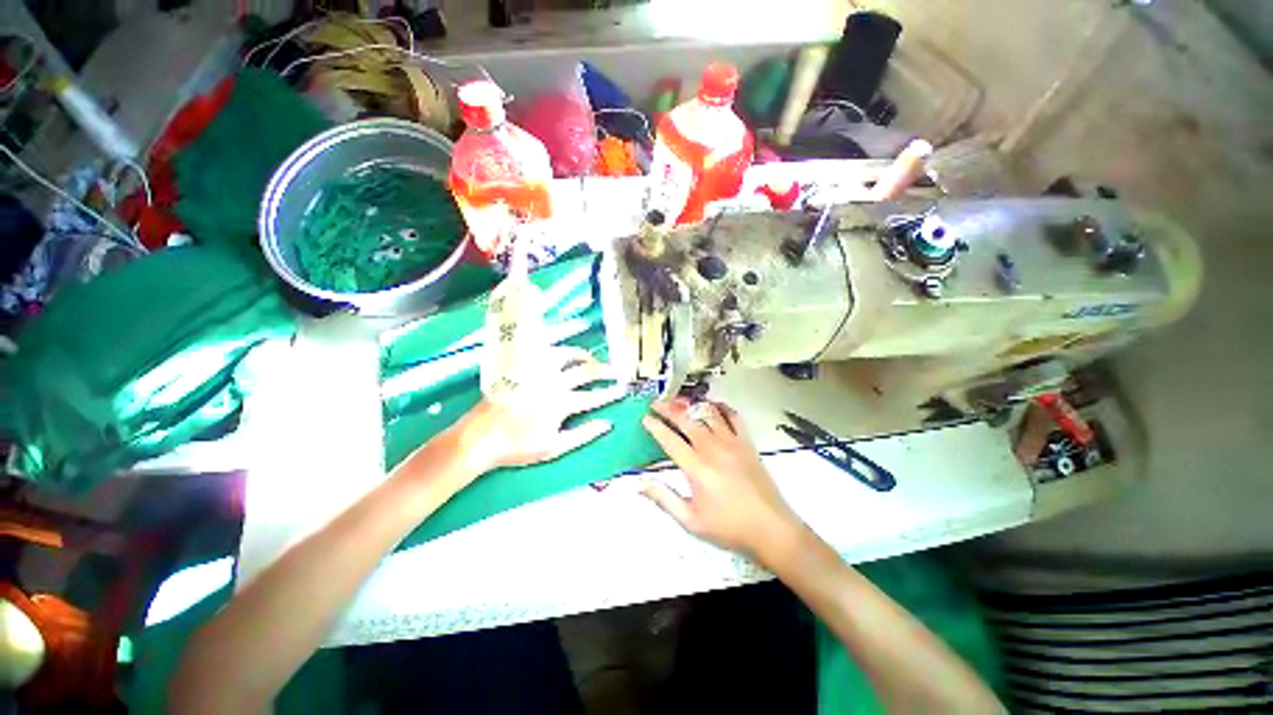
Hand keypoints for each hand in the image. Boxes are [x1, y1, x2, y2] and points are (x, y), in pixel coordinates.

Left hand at [449, 346, 625, 473]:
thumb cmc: (518, 447)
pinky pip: (541, 343)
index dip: (610, 394)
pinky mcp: (521, 363)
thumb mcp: (554, 448)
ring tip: (591, 355)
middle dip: (604, 371)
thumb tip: (608, 424)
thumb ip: (583, 435)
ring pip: (567, 353)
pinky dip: (555, 332)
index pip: (594, 396)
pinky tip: (563, 328)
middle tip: (615, 371)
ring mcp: (536, 370)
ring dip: (583, 353)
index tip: (622, 390)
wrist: (480, 437)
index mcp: (561, 404)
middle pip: (585, 372)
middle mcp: (553, 382)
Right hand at [641, 399, 803, 560]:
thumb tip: (640, 483)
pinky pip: (733, 417)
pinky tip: (713, 405)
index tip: (645, 418)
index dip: (655, 426)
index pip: (670, 440)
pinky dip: (721, 407)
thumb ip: (664, 499)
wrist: (772, 529)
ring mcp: (732, 443)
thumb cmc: (730, 528)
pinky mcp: (747, 443)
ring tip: (680, 401)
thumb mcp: (691, 521)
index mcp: (697, 468)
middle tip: (656, 403)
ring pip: (708, 413)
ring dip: (692, 405)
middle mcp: (713, 449)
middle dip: (668, 409)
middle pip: (687, 420)